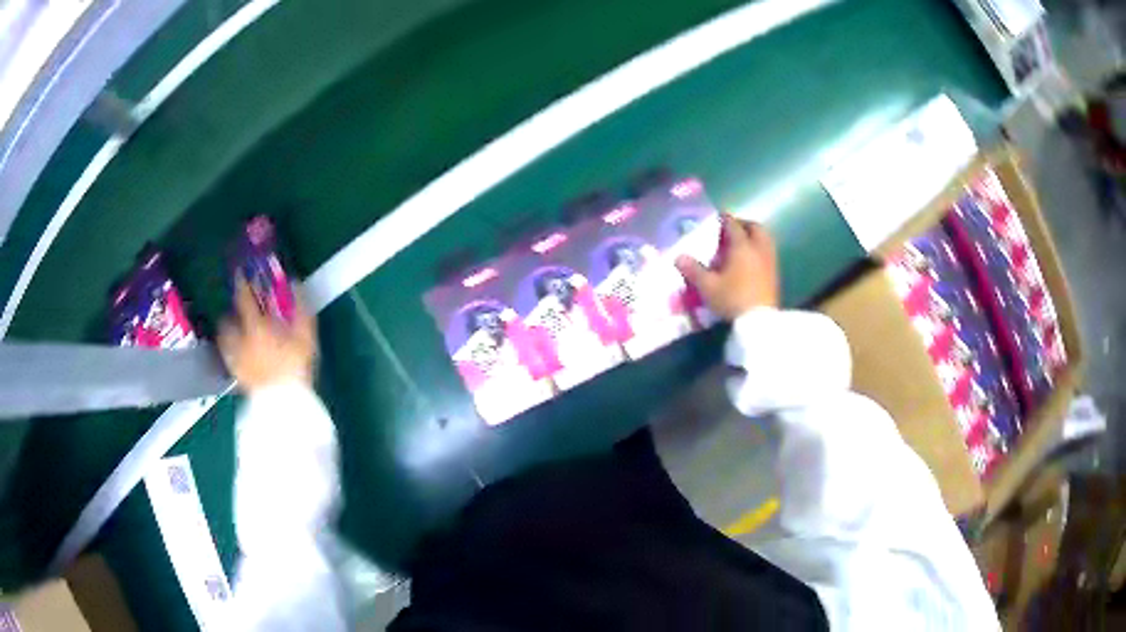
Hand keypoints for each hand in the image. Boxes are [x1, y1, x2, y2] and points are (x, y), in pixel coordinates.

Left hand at [219, 276, 316, 391]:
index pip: (243, 298)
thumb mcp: (305, 335)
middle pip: (227, 320)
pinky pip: (228, 357)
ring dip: (228, 331)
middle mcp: (239, 340)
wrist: (284, 404)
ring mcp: (235, 359)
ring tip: (236, 331)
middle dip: (231, 313)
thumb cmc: (295, 368)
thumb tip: (294, 282)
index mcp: (255, 327)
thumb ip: (300, 307)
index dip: (242, 284)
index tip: (240, 274)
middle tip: (240, 310)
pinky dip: (230, 350)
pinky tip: (238, 353)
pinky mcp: (237, 376)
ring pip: (224, 338)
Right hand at [675, 214, 778, 319]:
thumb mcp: (708, 287)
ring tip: (742, 244)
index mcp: (741, 246)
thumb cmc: (732, 299)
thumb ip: (694, 270)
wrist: (759, 322)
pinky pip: (768, 253)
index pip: (733, 225)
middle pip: (755, 228)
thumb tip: (679, 257)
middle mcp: (758, 249)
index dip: (725, 219)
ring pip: (765, 240)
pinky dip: (759, 250)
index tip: (718, 217)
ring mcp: (769, 262)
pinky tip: (750, 262)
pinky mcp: (775, 275)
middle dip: (744, 225)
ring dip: (754, 237)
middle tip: (732, 229)